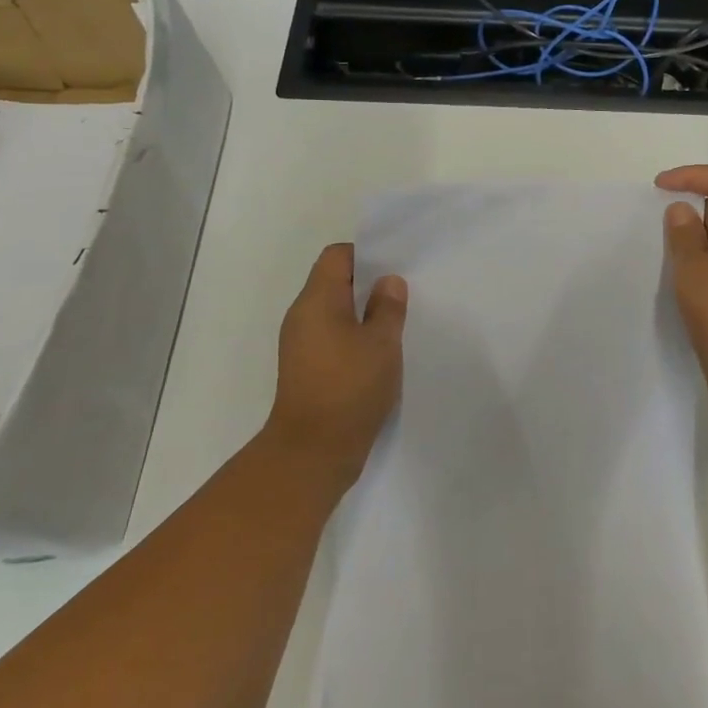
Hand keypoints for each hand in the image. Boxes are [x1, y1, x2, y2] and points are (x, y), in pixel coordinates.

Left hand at [267, 243, 407, 488]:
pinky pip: (333, 337)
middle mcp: (303, 317)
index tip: (396, 266)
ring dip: (364, 313)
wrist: (312, 453)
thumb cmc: (348, 389)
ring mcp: (302, 344)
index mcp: (316, 301)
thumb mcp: (381, 344)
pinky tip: (381, 352)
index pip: (337, 256)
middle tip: (405, 292)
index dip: (367, 254)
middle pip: (335, 282)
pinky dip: (356, 336)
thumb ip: (388, 307)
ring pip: (336, 312)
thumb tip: (388, 281)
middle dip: (370, 284)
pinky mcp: (308, 369)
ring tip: (398, 322)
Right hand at [657, 166, 707, 416]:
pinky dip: (704, 258)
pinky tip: (684, 277)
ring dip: (696, 236)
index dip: (691, 175)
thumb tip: (683, 212)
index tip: (659, 188)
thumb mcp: (694, 274)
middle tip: (659, 227)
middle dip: (692, 207)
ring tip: (668, 254)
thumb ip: (684, 237)